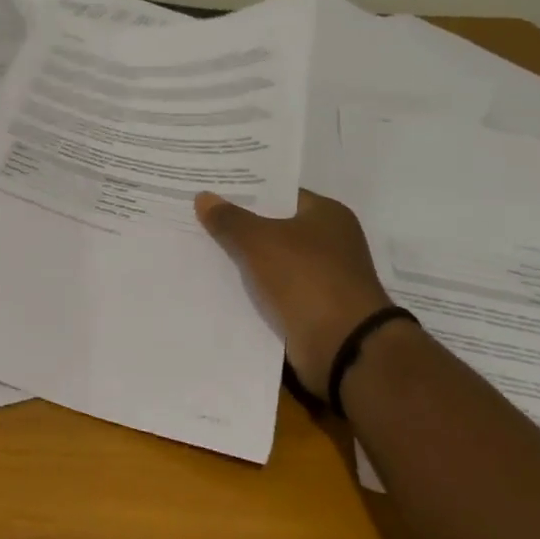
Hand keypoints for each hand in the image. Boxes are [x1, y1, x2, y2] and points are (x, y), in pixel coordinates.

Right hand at [195, 189, 395, 395]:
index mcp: (327, 215)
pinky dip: (250, 290)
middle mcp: (329, 242)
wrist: (343, 347)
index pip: (279, 194)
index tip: (211, 191)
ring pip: (270, 261)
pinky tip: (216, 284)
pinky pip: (272, 290)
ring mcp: (321, 278)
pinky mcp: (311, 308)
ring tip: (198, 249)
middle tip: (196, 218)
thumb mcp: (260, 241)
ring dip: (242, 261)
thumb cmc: (307, 278)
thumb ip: (230, 219)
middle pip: (273, 227)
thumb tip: (203, 197)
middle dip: (238, 226)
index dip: (246, 192)